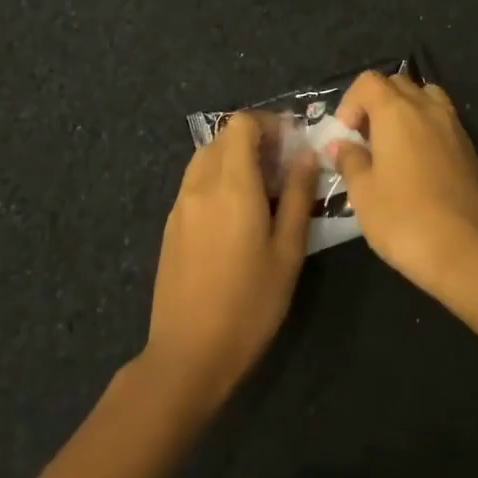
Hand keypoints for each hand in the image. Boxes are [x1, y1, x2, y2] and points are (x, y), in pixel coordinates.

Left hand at [144, 112, 315, 414]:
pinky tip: (237, 215)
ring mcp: (180, 205)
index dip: (270, 123)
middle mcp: (200, 184)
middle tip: (284, 168)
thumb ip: (299, 196)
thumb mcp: (288, 251)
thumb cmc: (250, 303)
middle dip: (255, 139)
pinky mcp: (171, 225)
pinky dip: (218, 179)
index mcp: (232, 184)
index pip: (242, 123)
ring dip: (235, 158)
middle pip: (223, 136)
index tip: (293, 144)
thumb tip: (306, 155)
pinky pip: (196, 182)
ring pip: (206, 157)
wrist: (189, 354)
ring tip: (263, 191)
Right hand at [329, 71, 477, 299]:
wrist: (469, 250)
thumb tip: (341, 145)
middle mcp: (428, 108)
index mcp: (397, 111)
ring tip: (393, 148)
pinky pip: (442, 123)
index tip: (345, 135)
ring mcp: (454, 127)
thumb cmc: (405, 219)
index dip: (350, 103)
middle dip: (376, 104)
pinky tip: (417, 168)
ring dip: (405, 112)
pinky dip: (425, 131)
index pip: (368, 82)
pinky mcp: (470, 150)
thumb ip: (350, 161)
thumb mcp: (363, 193)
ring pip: (426, 99)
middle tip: (365, 141)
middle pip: (398, 84)